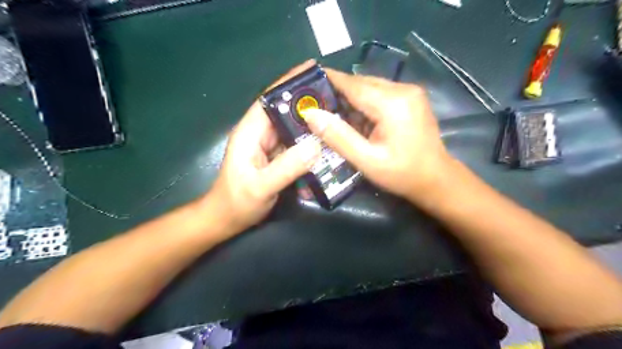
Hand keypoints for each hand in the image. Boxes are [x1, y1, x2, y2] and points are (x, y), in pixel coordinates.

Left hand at [206, 62, 320, 230]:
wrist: (227, 220)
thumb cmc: (237, 202)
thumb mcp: (261, 186)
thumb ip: (287, 167)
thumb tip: (317, 144)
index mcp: (250, 132)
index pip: (270, 99)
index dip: (289, 82)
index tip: (312, 69)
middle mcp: (260, 134)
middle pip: (285, 110)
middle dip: (307, 100)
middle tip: (336, 95)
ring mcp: (268, 145)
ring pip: (292, 126)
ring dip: (311, 120)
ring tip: (336, 114)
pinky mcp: (276, 157)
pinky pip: (295, 143)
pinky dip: (309, 139)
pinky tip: (326, 140)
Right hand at [300, 68, 450, 202]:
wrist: (436, 180)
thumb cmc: (402, 174)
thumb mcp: (366, 160)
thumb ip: (338, 137)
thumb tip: (310, 114)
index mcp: (392, 103)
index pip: (351, 84)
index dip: (327, 82)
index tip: (304, 84)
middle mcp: (402, 89)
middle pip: (360, 83)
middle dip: (337, 93)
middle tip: (315, 107)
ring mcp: (409, 92)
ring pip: (369, 87)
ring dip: (350, 100)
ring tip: (333, 116)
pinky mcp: (410, 98)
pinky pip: (379, 94)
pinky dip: (364, 105)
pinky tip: (357, 121)